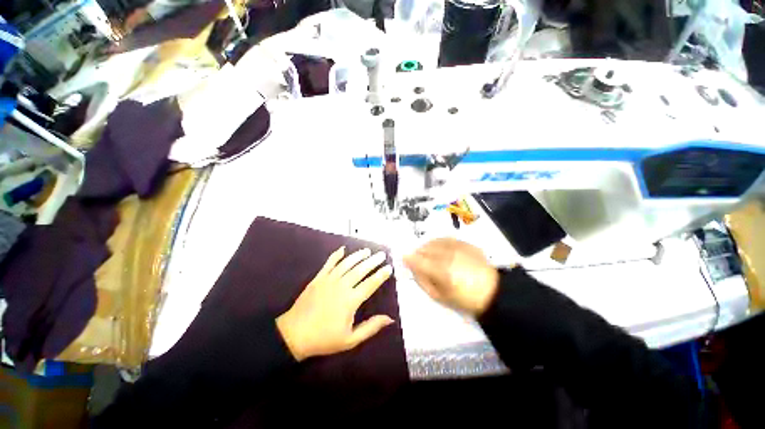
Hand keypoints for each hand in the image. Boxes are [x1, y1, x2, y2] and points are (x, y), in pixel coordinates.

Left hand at [276, 247, 394, 361]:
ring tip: (367, 251)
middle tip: (382, 255)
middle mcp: (342, 286)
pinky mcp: (318, 278)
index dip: (381, 275)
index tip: (389, 268)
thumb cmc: (324, 338)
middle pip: (360, 270)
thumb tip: (390, 318)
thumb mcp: (350, 340)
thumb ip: (371, 327)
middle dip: (373, 261)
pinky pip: (329, 263)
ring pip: (347, 263)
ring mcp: (329, 280)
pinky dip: (336, 255)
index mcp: (351, 300)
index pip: (370, 284)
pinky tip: (343, 249)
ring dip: (358, 256)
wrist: (294, 334)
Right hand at [404, 238, 499, 316]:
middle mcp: (448, 255)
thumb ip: (423, 281)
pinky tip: (439, 248)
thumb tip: (412, 268)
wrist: (493, 292)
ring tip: (426, 252)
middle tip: (416, 258)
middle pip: (425, 248)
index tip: (403, 258)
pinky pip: (447, 238)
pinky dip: (438, 242)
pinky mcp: (466, 243)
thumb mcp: (439, 297)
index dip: (408, 258)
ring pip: (435, 241)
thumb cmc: (464, 299)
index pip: (419, 260)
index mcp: (442, 271)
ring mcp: (458, 247)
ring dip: (427, 246)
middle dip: (418, 252)